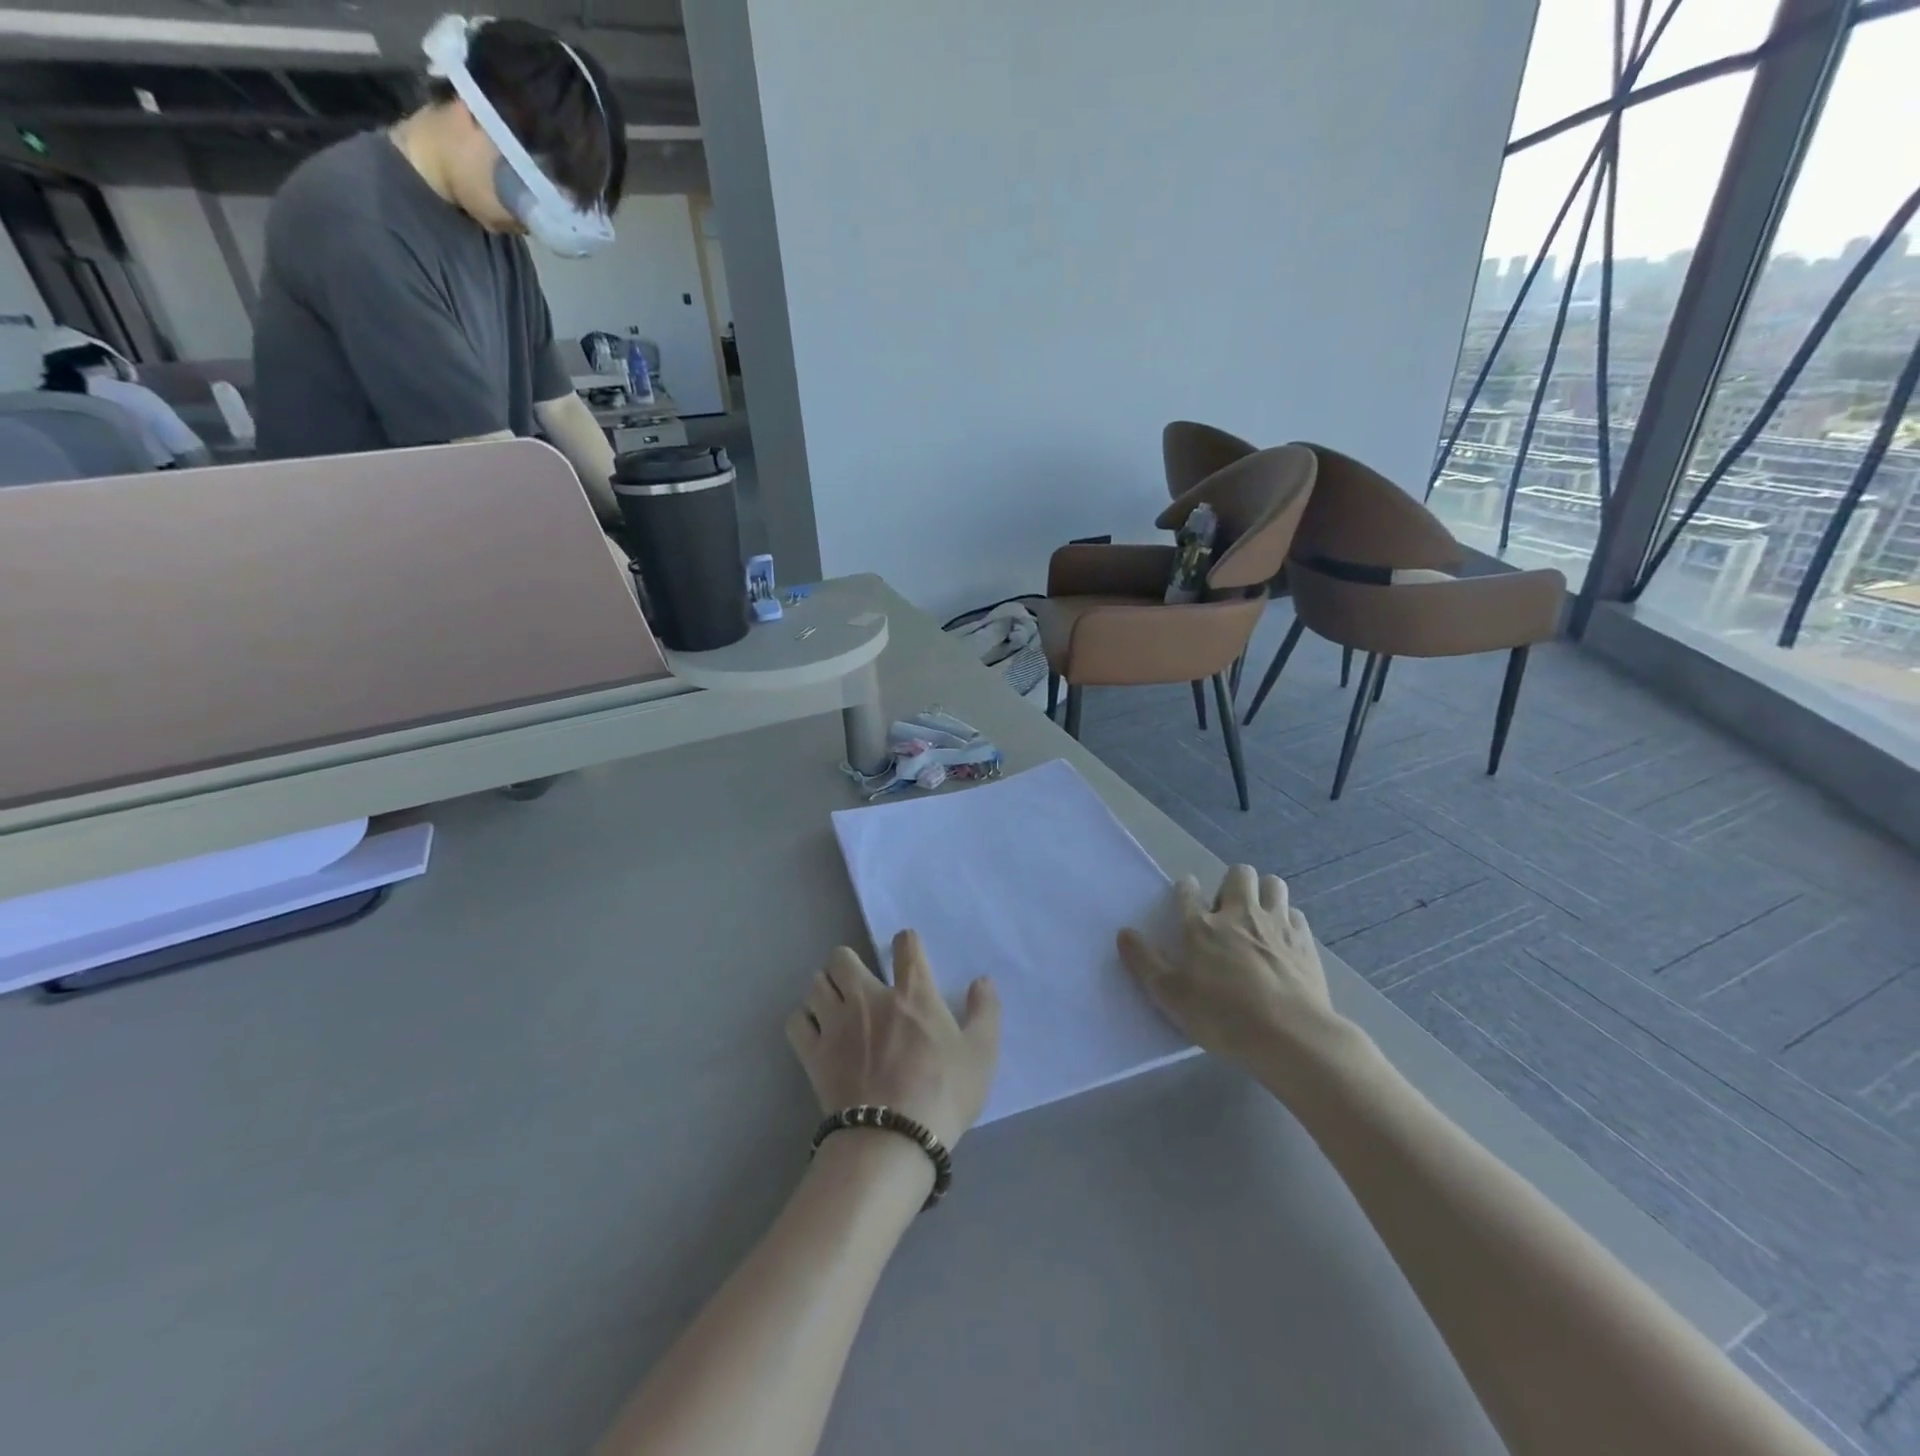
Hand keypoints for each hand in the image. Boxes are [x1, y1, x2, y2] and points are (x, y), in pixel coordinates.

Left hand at [785, 930, 1000, 1149]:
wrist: (893, 1140)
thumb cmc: (943, 1094)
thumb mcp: (981, 1054)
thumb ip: (985, 1012)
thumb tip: (982, 980)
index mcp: (912, 993)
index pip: (905, 944)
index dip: (906, 942)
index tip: (908, 954)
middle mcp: (869, 997)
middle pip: (842, 957)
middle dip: (848, 964)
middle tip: (860, 983)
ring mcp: (836, 1023)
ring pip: (816, 984)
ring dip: (825, 989)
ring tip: (835, 1006)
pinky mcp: (814, 1053)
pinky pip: (796, 1021)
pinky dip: (804, 1020)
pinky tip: (816, 1032)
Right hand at [1117, 865, 1346, 1067]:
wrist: (1290, 1036)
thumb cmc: (1223, 1017)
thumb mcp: (1171, 996)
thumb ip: (1144, 962)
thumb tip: (1124, 933)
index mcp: (1201, 926)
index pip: (1187, 890)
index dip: (1184, 889)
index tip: (1185, 898)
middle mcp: (1239, 914)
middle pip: (1238, 874)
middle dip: (1231, 884)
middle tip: (1227, 912)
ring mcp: (1276, 925)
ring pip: (1273, 885)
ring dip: (1263, 894)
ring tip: (1258, 919)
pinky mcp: (1305, 942)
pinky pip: (1296, 914)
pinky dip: (1288, 921)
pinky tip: (1283, 941)